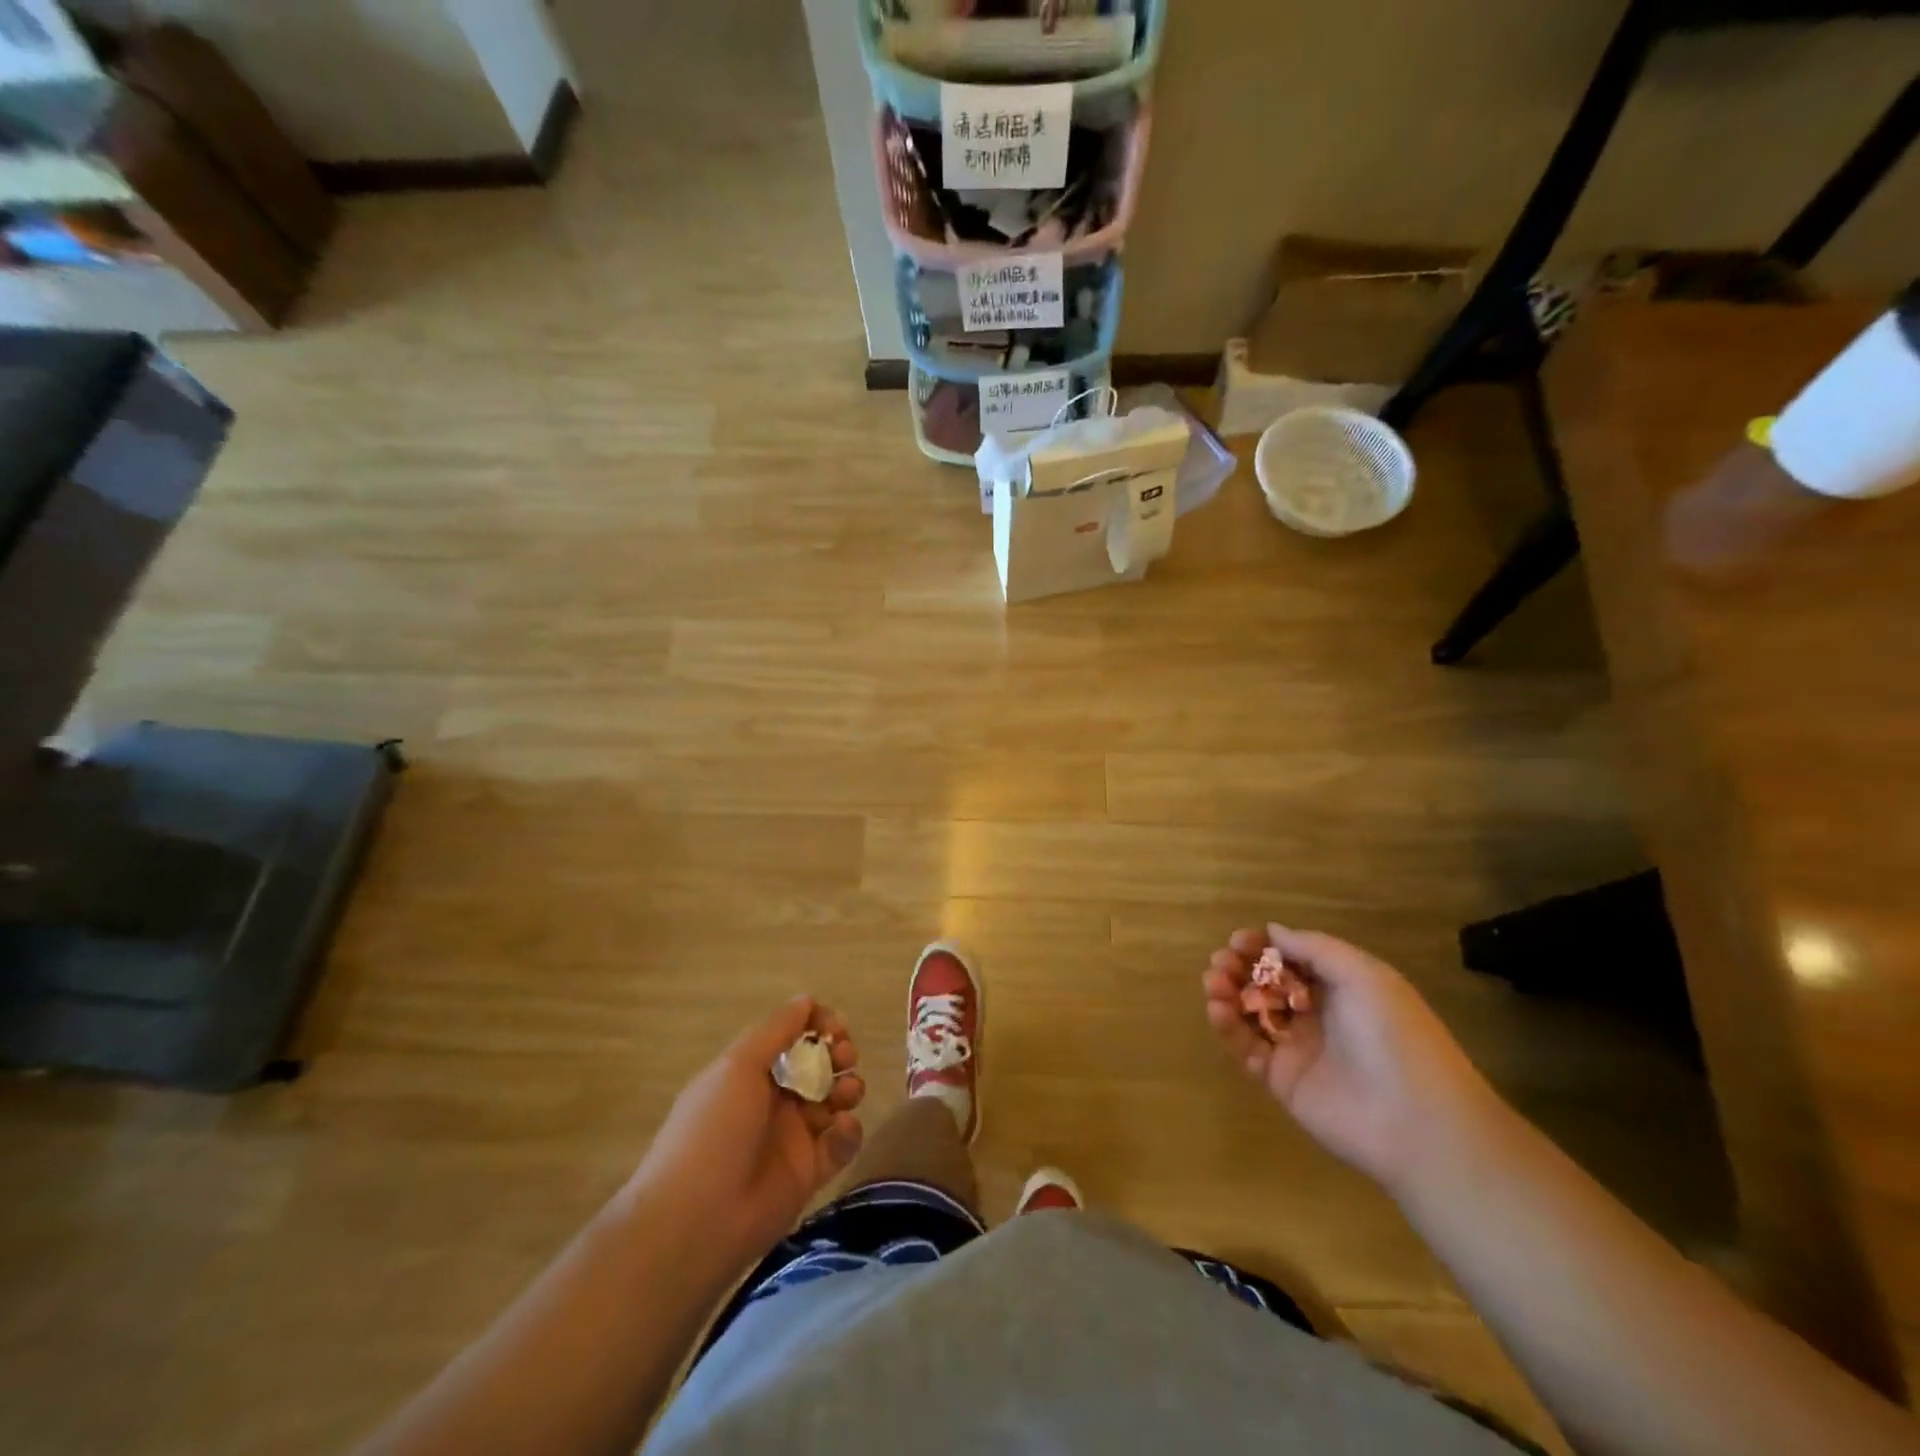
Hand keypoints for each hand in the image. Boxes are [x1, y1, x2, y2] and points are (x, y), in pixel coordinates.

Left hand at [632, 997, 865, 1261]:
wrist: (696, 1221)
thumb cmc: (713, 1131)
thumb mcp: (737, 1067)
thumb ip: (776, 1030)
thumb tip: (806, 1000)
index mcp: (750, 1072)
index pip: (792, 1036)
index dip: (816, 1026)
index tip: (834, 1026)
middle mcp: (773, 1099)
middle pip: (818, 1064)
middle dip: (838, 1053)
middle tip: (844, 1055)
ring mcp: (792, 1137)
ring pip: (834, 1100)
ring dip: (847, 1087)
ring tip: (846, 1093)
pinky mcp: (809, 1173)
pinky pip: (840, 1143)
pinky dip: (848, 1131)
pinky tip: (841, 1129)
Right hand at [1202, 925, 1497, 1193]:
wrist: (1416, 1121)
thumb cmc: (1393, 1035)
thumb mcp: (1363, 975)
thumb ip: (1314, 948)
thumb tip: (1273, 931)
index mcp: (1341, 988)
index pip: (1291, 959)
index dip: (1264, 946)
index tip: (1239, 940)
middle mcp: (1317, 1014)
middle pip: (1266, 983)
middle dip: (1240, 967)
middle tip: (1221, 962)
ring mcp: (1297, 1048)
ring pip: (1251, 1013)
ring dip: (1227, 992)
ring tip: (1213, 982)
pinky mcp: (1280, 1080)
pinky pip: (1247, 1047)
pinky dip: (1227, 1027)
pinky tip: (1218, 1009)